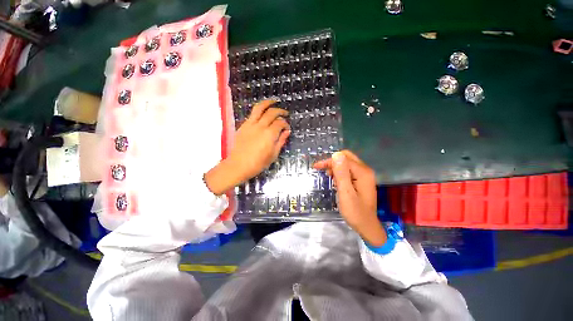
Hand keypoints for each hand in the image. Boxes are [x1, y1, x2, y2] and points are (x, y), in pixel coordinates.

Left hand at [205, 100, 290, 194]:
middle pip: (272, 113)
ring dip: (267, 103)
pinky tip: (262, 113)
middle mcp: (260, 126)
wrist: (238, 165)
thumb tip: (287, 132)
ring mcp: (250, 125)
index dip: (286, 124)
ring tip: (273, 102)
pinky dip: (259, 111)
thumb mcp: (273, 155)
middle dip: (280, 111)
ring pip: (259, 108)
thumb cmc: (258, 163)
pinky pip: (252, 114)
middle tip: (285, 113)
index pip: (280, 123)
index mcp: (270, 134)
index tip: (287, 128)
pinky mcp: (243, 126)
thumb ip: (281, 141)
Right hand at [313, 150, 386, 246]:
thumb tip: (336, 155)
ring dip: (336, 167)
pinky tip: (336, 180)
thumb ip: (341, 174)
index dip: (329, 161)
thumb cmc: (355, 212)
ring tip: (329, 177)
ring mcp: (364, 175)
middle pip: (346, 157)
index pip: (343, 159)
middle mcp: (365, 170)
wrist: (367, 226)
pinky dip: (340, 172)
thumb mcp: (346, 193)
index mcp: (363, 173)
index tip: (316, 167)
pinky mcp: (362, 180)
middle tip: (322, 170)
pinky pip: (349, 170)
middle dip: (332, 162)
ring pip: (347, 163)